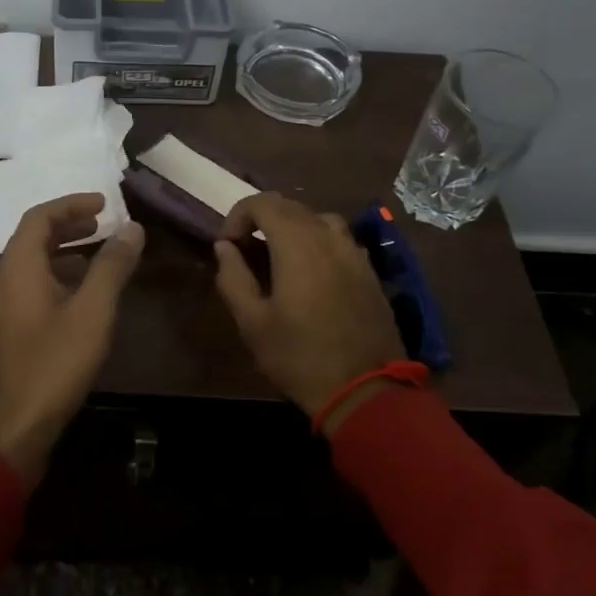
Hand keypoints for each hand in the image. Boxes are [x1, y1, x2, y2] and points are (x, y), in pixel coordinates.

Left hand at [0, 193, 145, 484]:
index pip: (39, 217)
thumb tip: (132, 228)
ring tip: (97, 254)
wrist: (9, 430)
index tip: (104, 202)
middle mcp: (3, 281)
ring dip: (62, 251)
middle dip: (68, 225)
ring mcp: (1, 309)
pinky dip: (56, 276)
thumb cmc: (52, 365)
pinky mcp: (5, 333)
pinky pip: (30, 287)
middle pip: (32, 238)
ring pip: (31, 265)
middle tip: (103, 223)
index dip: (71, 204)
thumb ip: (111, 267)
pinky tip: (80, 298)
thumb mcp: (91, 313)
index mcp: (18, 268)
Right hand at [213, 193, 404, 430]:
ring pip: (319, 219)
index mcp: (297, 244)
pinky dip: (317, 242)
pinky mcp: (370, 273)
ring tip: (278, 254)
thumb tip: (224, 248)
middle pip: (291, 206)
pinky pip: (340, 240)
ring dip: (292, 226)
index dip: (237, 215)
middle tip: (244, 248)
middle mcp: (329, 238)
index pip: (263, 203)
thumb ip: (233, 278)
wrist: (367, 391)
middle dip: (261, 218)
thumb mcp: (253, 323)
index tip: (226, 244)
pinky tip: (311, 272)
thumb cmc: (300, 357)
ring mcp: (355, 254)